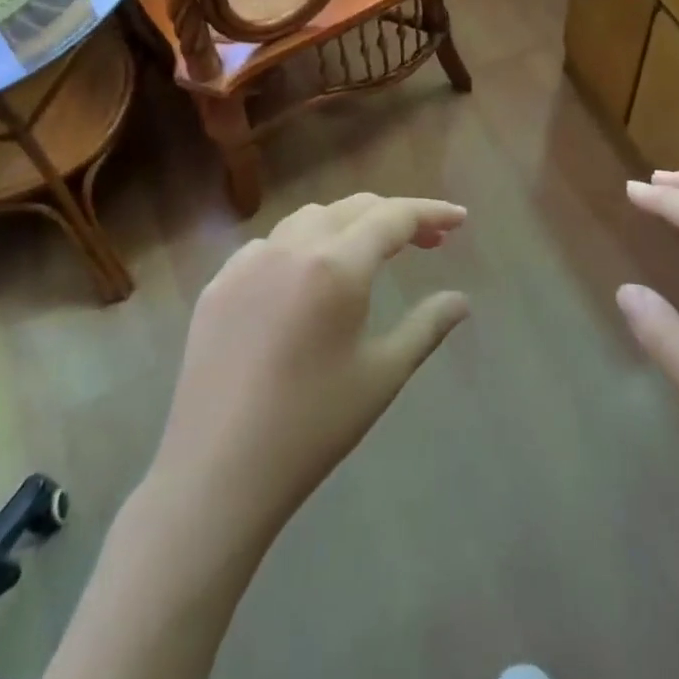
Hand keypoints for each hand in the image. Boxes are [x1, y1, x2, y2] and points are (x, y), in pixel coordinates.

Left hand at [149, 194, 470, 541]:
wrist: (218, 470)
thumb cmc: (313, 424)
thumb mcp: (382, 374)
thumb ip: (427, 327)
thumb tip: (460, 301)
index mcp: (336, 265)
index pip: (393, 218)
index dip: (431, 213)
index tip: (459, 219)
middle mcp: (289, 247)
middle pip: (351, 209)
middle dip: (394, 216)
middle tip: (427, 242)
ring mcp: (246, 263)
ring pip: (307, 219)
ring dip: (346, 224)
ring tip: (368, 256)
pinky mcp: (217, 286)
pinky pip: (268, 246)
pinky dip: (301, 246)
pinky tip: (306, 283)